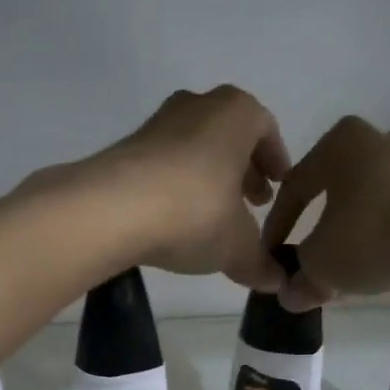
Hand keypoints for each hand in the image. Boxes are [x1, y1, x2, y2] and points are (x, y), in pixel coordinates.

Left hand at [58, 86, 291, 290]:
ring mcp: (157, 123)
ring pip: (195, 147)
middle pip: (229, 135)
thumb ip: (260, 263)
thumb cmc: (195, 213)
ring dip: (209, 177)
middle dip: (242, 169)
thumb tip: (278, 283)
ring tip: (213, 216)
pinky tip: (176, 219)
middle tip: (251, 203)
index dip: (275, 159)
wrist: (112, 210)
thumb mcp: (237, 247)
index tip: (277, 186)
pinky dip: (177, 185)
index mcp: (236, 114)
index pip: (266, 128)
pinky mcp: (126, 148)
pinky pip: (164, 164)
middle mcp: (198, 105)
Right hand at [262, 116, 389, 309]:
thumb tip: (290, 296)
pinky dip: (381, 239)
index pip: (294, 187)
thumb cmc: (370, 235)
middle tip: (307, 264)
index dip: (277, 227)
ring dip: (350, 238)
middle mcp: (376, 141)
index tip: (269, 256)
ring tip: (342, 273)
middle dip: (318, 232)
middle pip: (333, 193)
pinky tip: (376, 267)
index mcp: (339, 144)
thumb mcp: (320, 264)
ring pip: (366, 205)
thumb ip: (300, 279)